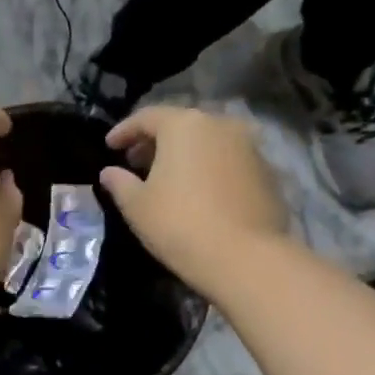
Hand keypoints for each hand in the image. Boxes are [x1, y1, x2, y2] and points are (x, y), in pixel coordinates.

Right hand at [98, 106, 290, 297]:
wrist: (245, 257)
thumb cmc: (179, 224)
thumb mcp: (137, 206)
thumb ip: (119, 183)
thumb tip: (109, 172)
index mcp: (184, 125)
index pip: (146, 117)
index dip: (124, 131)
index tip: (109, 147)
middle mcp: (220, 125)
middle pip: (180, 125)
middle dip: (155, 141)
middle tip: (135, 162)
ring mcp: (248, 146)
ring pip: (207, 142)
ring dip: (184, 155)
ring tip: (166, 179)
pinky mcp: (266, 171)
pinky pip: (227, 161)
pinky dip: (208, 169)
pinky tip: (197, 193)